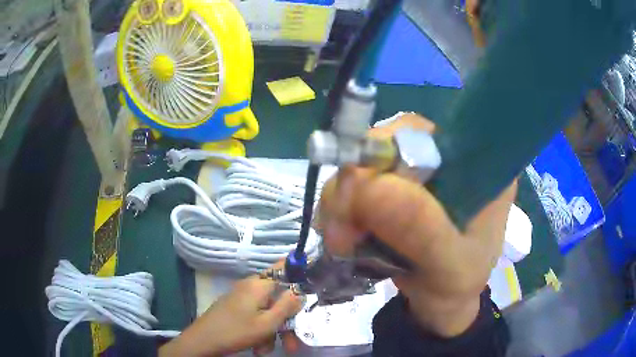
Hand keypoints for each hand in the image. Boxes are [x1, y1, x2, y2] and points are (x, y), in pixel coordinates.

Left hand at [159, 275, 300, 355]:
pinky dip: (260, 330)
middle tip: (292, 343)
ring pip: (267, 311)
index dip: (298, 269)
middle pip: (278, 298)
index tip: (313, 280)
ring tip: (268, 349)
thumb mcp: (267, 323)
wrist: (203, 341)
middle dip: (287, 321)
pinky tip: (258, 347)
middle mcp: (251, 287)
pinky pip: (255, 316)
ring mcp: (241, 297)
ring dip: (273, 331)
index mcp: (259, 285)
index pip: (283, 266)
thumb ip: (287, 306)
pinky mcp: (235, 308)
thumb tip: (301, 291)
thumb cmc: (236, 331)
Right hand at [318, 113, 516, 336]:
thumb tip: (370, 185)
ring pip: (365, 162)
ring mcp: (415, 171)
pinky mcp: (391, 188)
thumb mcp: (452, 266)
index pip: (434, 132)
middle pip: (391, 142)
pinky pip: (355, 185)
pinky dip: (340, 210)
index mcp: (478, 165)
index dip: (392, 147)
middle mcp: (446, 157)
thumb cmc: (457, 284)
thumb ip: (423, 231)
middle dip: (358, 181)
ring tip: (340, 242)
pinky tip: (341, 238)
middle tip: (343, 227)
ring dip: (342, 200)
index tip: (365, 189)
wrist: (438, 302)